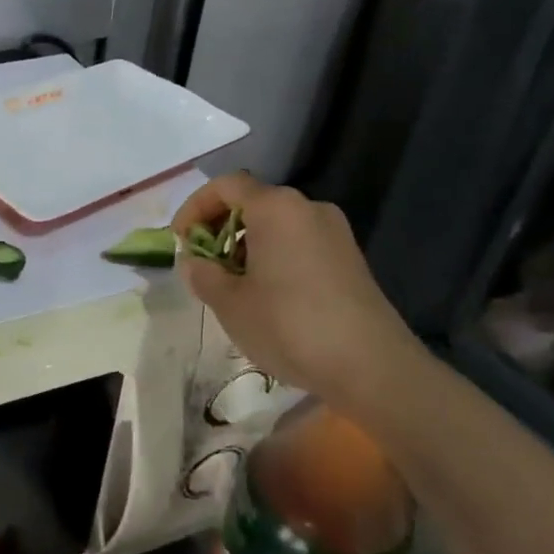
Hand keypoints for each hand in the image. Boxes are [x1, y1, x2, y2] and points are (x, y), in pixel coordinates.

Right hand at [173, 174, 422, 401]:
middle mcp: (308, 208)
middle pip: (252, 202)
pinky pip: (298, 244)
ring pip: (276, 225)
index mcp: (276, 207)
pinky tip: (266, 296)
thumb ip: (202, 274)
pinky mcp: (349, 260)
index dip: (194, 207)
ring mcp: (334, 233)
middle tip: (202, 264)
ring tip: (230, 285)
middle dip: (219, 228)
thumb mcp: (228, 302)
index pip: (225, 186)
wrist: (372, 368)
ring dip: (245, 246)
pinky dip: (273, 257)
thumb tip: (196, 262)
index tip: (180, 240)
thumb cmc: (289, 325)